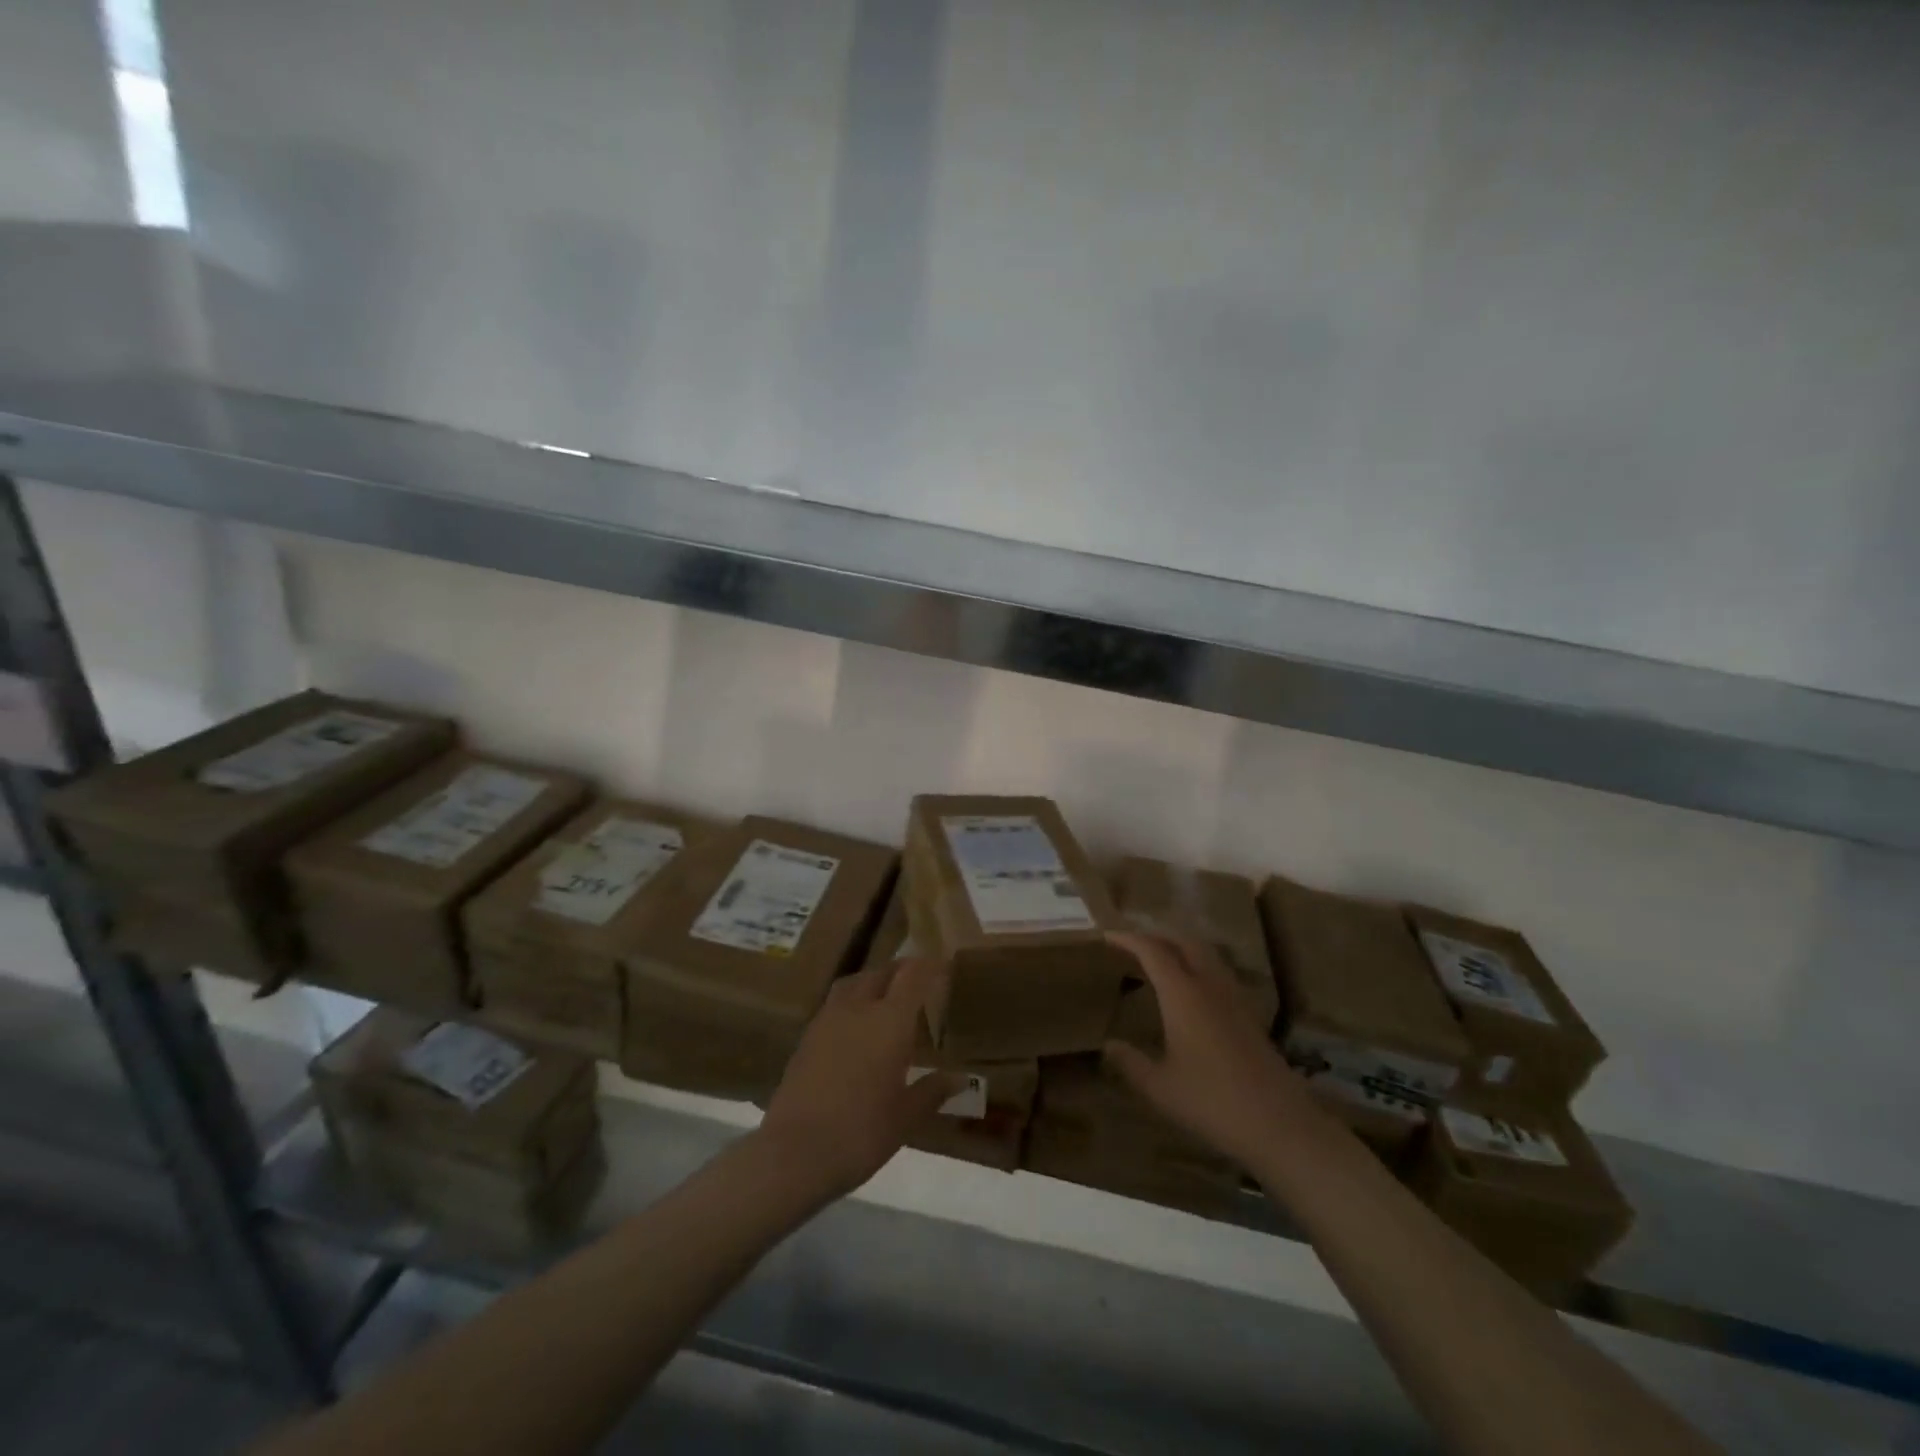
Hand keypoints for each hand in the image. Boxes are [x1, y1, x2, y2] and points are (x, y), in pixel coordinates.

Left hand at [758, 957, 962, 1197]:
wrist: (794, 1152)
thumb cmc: (861, 1132)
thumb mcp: (906, 1116)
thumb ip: (932, 1091)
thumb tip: (960, 1078)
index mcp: (889, 1020)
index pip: (912, 976)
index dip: (929, 965)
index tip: (942, 964)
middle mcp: (858, 1009)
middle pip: (880, 973)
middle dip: (900, 971)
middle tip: (916, 981)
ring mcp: (827, 1020)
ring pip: (853, 983)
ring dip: (871, 982)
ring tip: (884, 997)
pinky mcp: (806, 1038)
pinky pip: (834, 1005)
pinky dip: (850, 1004)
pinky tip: (854, 1027)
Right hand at [1103, 931, 1320, 1171]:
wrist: (1279, 1124)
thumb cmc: (1211, 1101)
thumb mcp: (1160, 1087)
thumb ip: (1130, 1063)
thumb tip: (1108, 1045)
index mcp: (1183, 994)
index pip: (1152, 951)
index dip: (1128, 939)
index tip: (1108, 936)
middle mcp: (1209, 985)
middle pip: (1184, 942)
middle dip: (1157, 937)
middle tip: (1134, 946)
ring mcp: (1235, 998)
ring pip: (1206, 955)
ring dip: (1181, 949)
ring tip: (1161, 962)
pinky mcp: (1250, 1014)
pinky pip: (1220, 973)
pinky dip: (1199, 967)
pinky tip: (1193, 993)